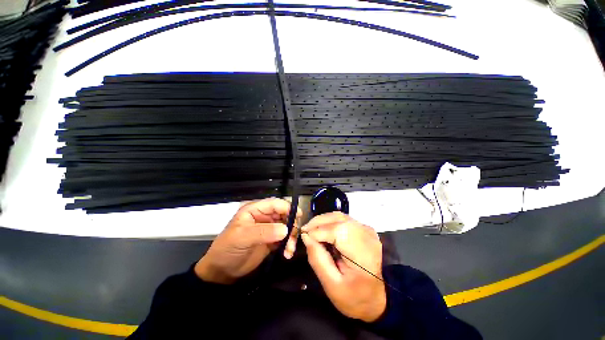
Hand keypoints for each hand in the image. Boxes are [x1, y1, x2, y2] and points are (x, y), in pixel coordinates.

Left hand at [195, 198, 300, 283]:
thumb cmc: (228, 248)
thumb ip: (264, 231)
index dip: (287, 207)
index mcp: (255, 210)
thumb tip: (285, 229)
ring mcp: (269, 228)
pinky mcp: (273, 240)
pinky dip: (289, 244)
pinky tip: (288, 253)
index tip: (298, 216)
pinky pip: (286, 238)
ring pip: (287, 226)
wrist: (222, 271)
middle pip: (284, 214)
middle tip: (294, 235)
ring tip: (290, 249)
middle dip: (292, 223)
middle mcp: (264, 216)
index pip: (275, 203)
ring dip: (292, 236)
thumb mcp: (242, 237)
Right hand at [301, 212, 385, 322]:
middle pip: (339, 218)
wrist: (375, 298)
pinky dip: (330, 222)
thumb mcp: (331, 285)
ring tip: (312, 230)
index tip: (304, 236)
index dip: (319, 231)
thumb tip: (306, 236)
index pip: (338, 231)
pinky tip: (323, 231)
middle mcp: (368, 237)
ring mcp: (367, 230)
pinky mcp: (364, 228)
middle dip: (319, 222)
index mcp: (363, 255)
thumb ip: (317, 259)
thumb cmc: (353, 297)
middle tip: (305, 231)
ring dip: (323, 221)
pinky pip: (343, 219)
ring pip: (340, 216)